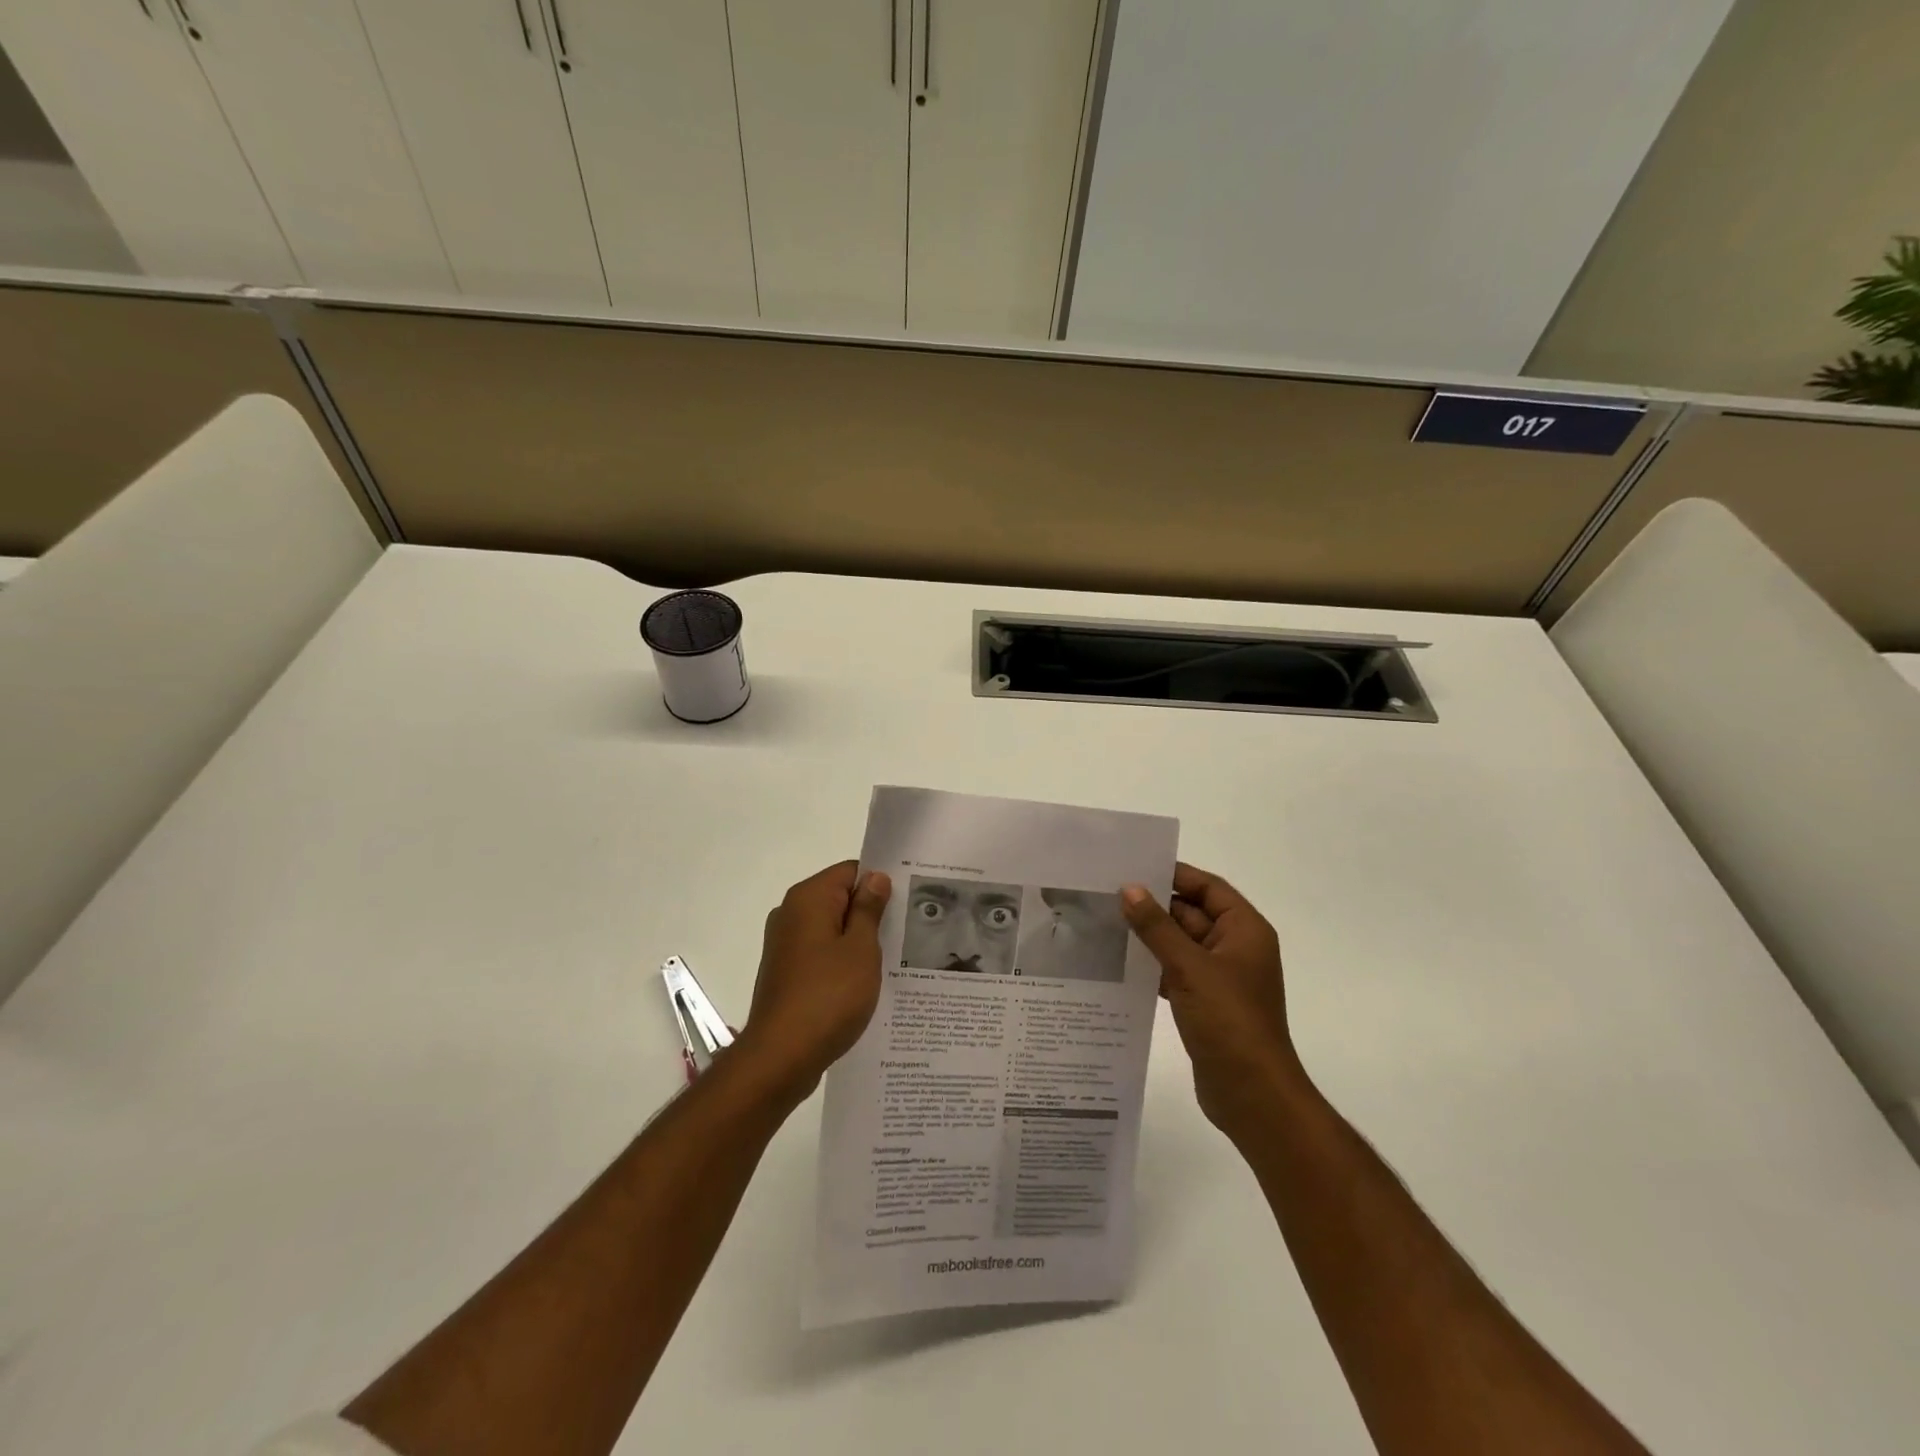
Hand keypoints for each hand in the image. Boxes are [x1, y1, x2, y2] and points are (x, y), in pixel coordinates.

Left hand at [735, 861, 891, 1103]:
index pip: (851, 871)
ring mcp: (785, 945)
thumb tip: (875, 877)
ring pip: (832, 929)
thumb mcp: (861, 949)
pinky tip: (866, 984)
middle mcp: (791, 914)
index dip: (880, 883)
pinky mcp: (786, 973)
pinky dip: (842, 962)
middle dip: (872, 913)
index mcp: (808, 899)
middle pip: (840, 899)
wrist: (781, 1058)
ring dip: (859, 941)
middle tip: (907, 932)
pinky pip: (821, 954)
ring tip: (893, 960)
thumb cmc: (828, 996)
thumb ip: (869, 909)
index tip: (908, 902)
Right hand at [1122, 863, 1309, 1142]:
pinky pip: (1176, 972)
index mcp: (1244, 930)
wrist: (1253, 1095)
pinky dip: (1153, 966)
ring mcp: (1221, 978)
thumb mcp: (1190, 967)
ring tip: (1105, 924)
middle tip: (1108, 895)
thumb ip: (1157, 927)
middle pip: (1192, 914)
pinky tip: (1120, 964)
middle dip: (1155, 907)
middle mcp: (1235, 948)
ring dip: (1150, 937)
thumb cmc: (1229, 1022)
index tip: (1133, 869)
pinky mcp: (1206, 1003)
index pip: (1207, 887)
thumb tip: (1130, 889)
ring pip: (1180, 944)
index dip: (1174, 875)